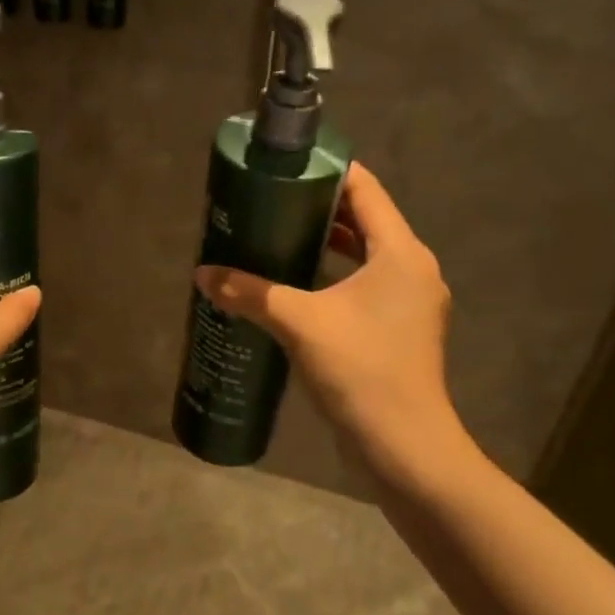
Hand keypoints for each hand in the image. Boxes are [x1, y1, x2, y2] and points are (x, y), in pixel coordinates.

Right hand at [196, 162, 464, 479]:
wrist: (405, 448)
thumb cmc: (361, 371)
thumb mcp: (299, 323)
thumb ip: (249, 292)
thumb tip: (202, 274)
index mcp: (400, 253)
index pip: (365, 190)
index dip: (327, 171)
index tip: (286, 167)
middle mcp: (412, 270)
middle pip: (365, 220)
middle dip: (318, 208)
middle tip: (269, 203)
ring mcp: (409, 303)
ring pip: (364, 256)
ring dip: (325, 244)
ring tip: (275, 238)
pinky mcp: (399, 330)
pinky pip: (364, 285)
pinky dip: (332, 276)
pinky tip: (295, 287)